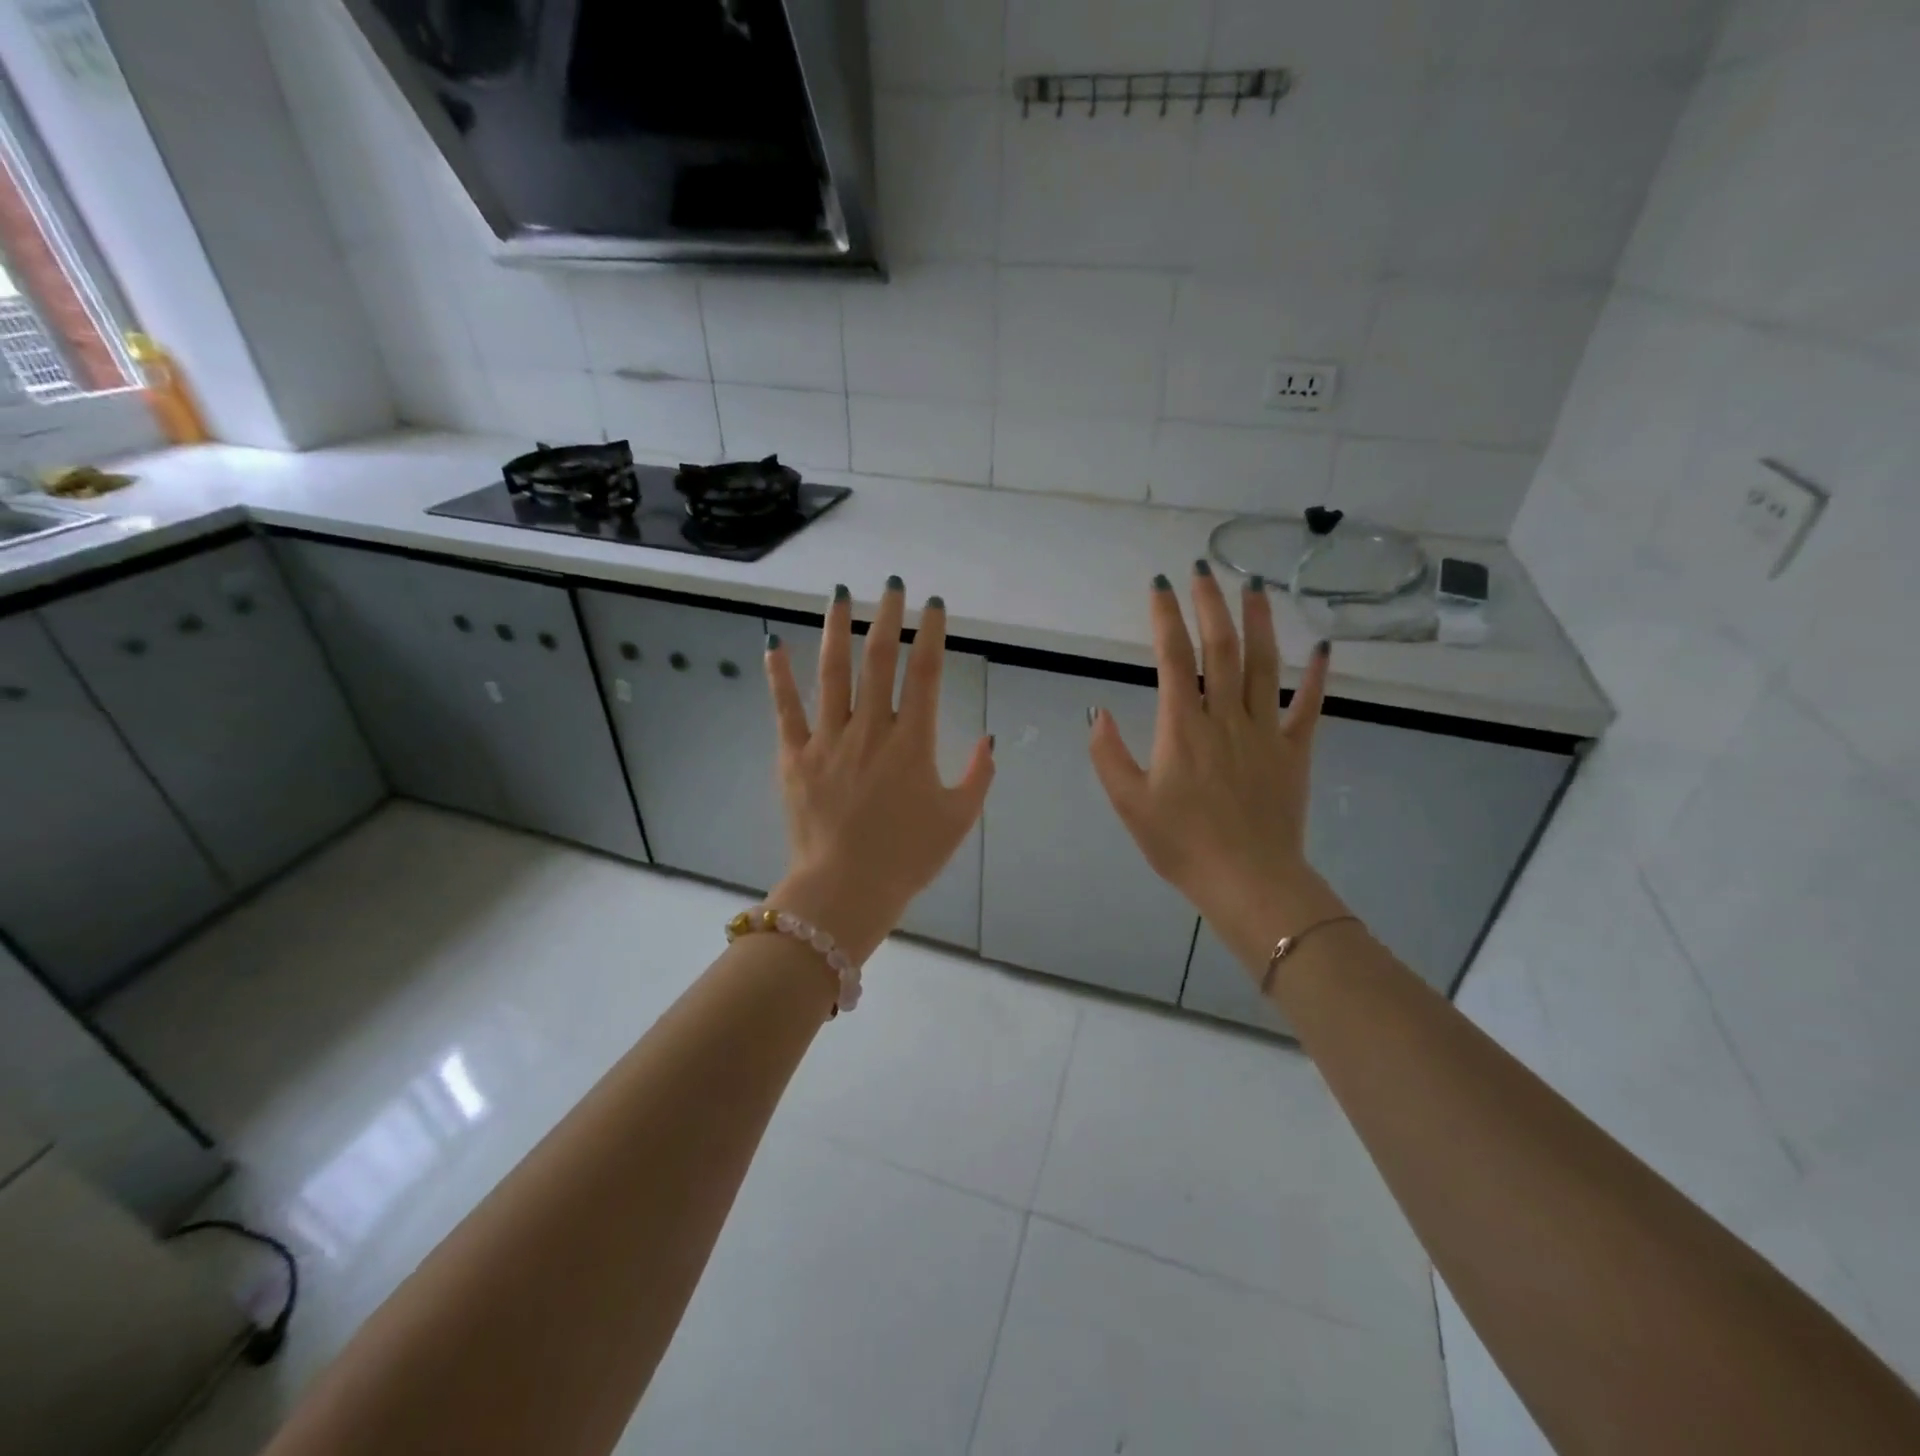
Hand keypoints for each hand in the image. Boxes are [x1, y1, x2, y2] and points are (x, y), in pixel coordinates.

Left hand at [764, 578, 994, 961]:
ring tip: (841, 594)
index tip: (934, 605)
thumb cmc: (907, 858)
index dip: (931, 634)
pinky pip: (786, 709)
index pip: (925, 674)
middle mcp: (870, 730)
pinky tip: (774, 643)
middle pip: (879, 660)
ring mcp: (828, 740)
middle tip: (892, 585)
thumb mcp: (958, 819)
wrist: (845, 891)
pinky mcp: (795, 757)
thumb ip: (978, 776)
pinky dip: (779, 676)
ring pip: (833, 673)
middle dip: (888, 617)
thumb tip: (987, 740)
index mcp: (912, 743)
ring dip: (838, 629)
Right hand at [1088, 563, 1345, 975]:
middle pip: (1220, 648)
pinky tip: (1323, 647)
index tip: (1161, 585)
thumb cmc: (1181, 844)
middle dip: (1210, 604)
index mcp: (1182, 727)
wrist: (1248, 881)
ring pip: (1264, 664)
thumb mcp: (1128, 804)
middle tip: (1204, 568)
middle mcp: (1225, 717)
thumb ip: (1109, 754)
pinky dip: (1317, 675)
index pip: (1173, 658)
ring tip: (1253, 585)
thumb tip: (1097, 711)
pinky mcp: (1294, 751)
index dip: (1166, 617)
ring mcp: (1265, 731)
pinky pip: (1309, 706)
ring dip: (1259, 622)